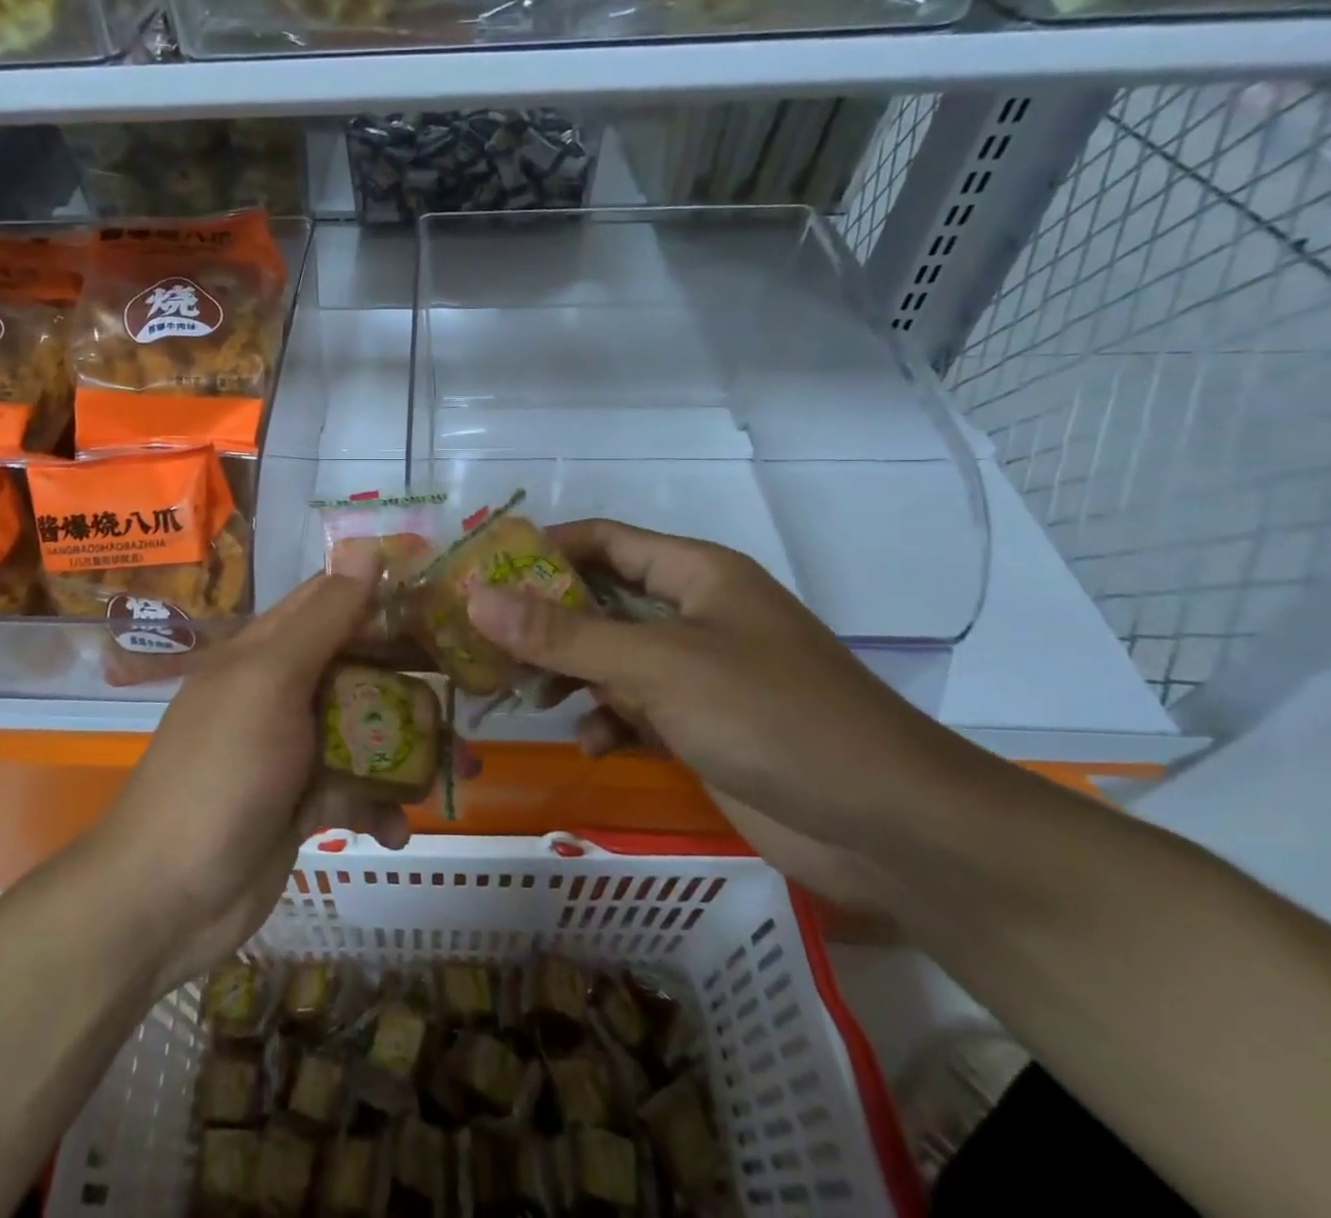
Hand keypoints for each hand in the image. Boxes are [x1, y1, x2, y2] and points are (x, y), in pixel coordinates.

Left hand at [92, 552, 474, 993]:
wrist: (168, 897)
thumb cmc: (223, 772)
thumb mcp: (272, 682)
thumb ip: (325, 618)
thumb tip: (366, 545)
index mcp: (266, 650)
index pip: (331, 601)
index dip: (384, 594)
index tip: (445, 599)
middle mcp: (279, 690)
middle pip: (358, 667)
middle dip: (411, 679)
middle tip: (470, 687)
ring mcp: (291, 748)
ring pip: (365, 730)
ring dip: (409, 749)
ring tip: (459, 771)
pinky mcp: (303, 801)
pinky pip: (355, 789)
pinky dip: (380, 807)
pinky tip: (395, 831)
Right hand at [465, 520, 976, 906]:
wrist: (888, 826)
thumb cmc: (771, 716)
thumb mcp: (658, 666)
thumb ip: (565, 634)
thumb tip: (477, 598)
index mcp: (693, 573)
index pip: (601, 540)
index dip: (540, 549)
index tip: (478, 572)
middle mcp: (693, 613)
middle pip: (598, 600)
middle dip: (543, 622)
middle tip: (481, 643)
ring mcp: (698, 671)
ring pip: (610, 657)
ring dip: (568, 674)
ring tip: (522, 696)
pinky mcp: (701, 724)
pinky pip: (634, 708)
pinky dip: (607, 720)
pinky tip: (591, 745)